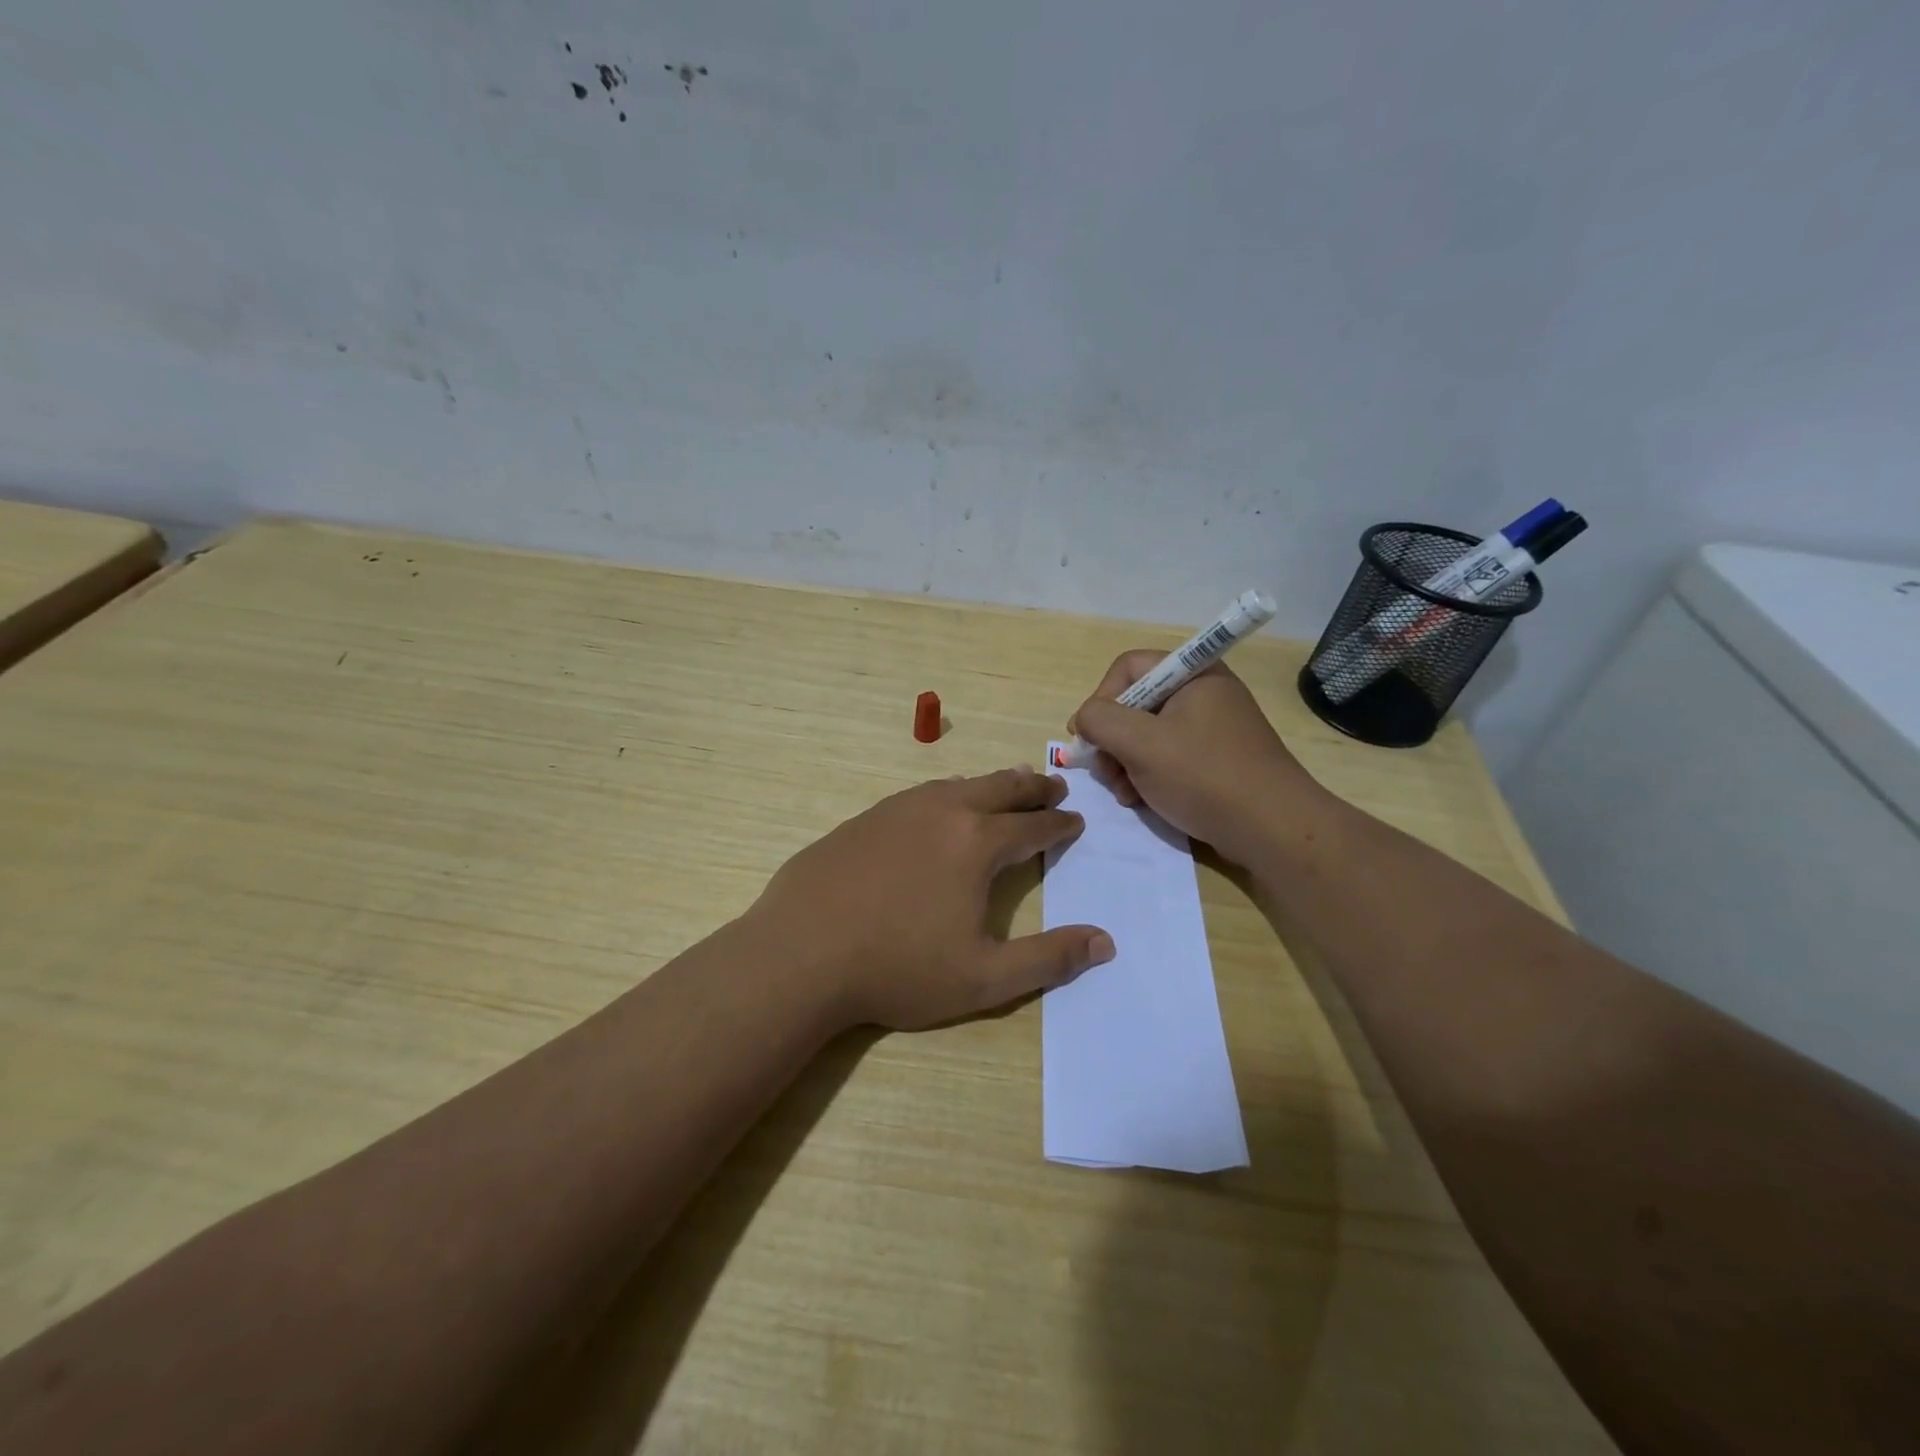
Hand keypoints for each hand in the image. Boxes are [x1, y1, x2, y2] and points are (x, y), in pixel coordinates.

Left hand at [746, 768, 1114, 1030]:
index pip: (1033, 826)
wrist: (801, 953)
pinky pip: (920, 794)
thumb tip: (1105, 942)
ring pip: (958, 784)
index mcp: (977, 843)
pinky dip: (947, 792)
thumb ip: (1048, 959)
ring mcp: (898, 809)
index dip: (1060, 825)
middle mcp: (942, 812)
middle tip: (1053, 787)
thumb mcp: (984, 978)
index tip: (1076, 821)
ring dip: (990, 784)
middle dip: (1032, 787)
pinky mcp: (865, 818)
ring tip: (1006, 784)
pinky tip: (940, 804)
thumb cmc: (898, 969)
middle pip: (1000, 788)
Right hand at [1068, 653, 1326, 864]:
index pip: (1128, 667)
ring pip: (1147, 734)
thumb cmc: (1204, 777)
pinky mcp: (1215, 759)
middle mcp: (1203, 693)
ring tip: (1125, 794)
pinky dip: (1148, 775)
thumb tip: (1084, 718)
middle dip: (1111, 739)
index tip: (1089, 736)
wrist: (1273, 830)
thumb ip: (1100, 720)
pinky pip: (1168, 756)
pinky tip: (1142, 800)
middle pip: (1135, 702)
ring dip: (1125, 763)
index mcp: (1193, 674)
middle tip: (1105, 772)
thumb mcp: (1141, 744)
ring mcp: (1211, 727)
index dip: (1101, 698)